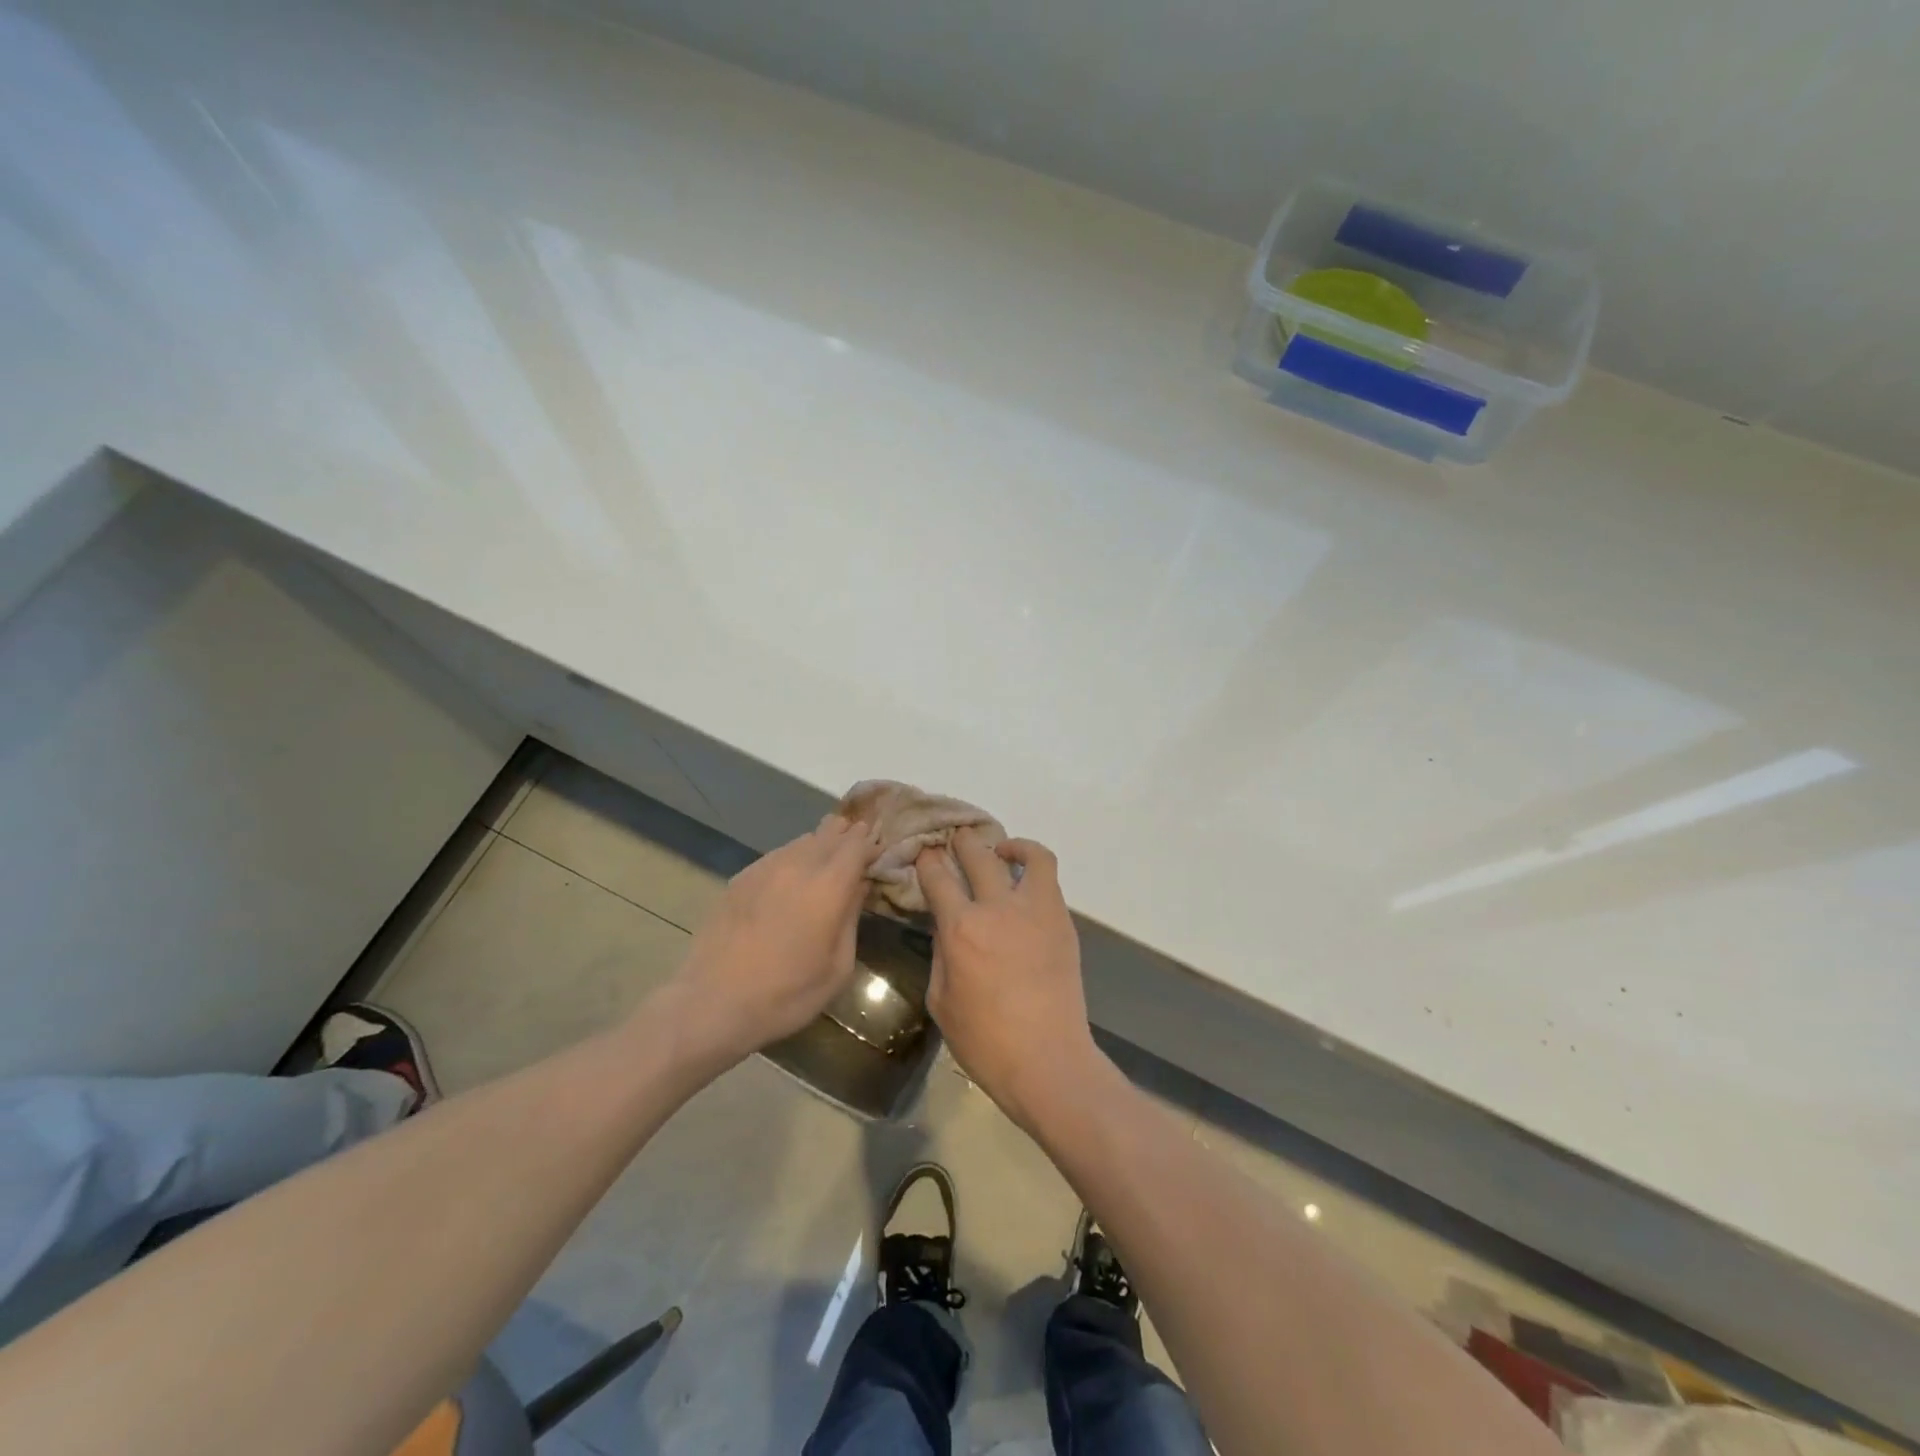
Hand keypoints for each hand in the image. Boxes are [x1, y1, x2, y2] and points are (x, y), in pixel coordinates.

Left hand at [657, 814, 881, 1065]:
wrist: (712, 1003)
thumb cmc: (786, 994)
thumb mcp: (837, 967)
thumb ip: (852, 918)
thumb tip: (859, 886)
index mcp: (828, 886)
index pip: (857, 844)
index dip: (871, 842)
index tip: (879, 850)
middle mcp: (798, 865)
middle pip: (829, 832)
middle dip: (847, 836)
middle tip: (858, 847)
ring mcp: (764, 868)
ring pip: (802, 841)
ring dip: (820, 845)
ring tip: (827, 860)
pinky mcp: (740, 878)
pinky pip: (776, 856)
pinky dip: (793, 858)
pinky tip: (792, 879)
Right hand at [917, 829, 1098, 1129]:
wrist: (1048, 1061)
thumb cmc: (985, 1041)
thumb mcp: (941, 1000)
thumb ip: (942, 953)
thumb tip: (947, 925)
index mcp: (961, 929)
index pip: (938, 876)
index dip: (927, 860)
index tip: (924, 854)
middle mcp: (998, 908)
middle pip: (978, 854)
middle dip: (962, 841)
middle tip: (956, 840)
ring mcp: (1037, 911)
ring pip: (1030, 855)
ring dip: (1011, 846)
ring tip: (1002, 851)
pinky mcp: (1062, 922)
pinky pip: (1049, 881)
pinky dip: (1033, 871)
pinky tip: (1023, 887)